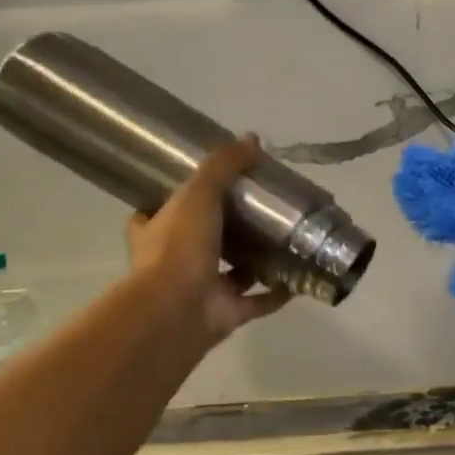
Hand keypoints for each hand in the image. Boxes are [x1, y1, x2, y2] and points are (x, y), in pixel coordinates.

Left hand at [125, 135, 292, 347]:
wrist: (176, 309)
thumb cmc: (178, 247)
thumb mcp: (198, 193)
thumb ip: (223, 167)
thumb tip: (252, 140)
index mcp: (155, 232)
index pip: (159, 212)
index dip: (178, 200)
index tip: (207, 187)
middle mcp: (174, 263)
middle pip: (201, 241)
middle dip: (227, 230)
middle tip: (260, 211)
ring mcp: (201, 290)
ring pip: (231, 273)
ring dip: (255, 261)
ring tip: (285, 241)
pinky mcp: (226, 314)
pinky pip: (257, 301)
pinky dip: (277, 293)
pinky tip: (299, 278)